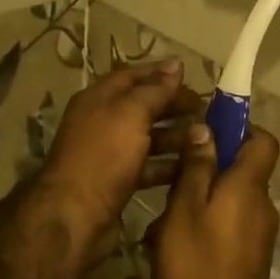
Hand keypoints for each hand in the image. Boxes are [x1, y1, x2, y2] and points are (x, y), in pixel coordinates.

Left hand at [37, 61, 200, 258]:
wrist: (75, 213)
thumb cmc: (103, 155)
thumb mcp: (131, 114)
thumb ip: (154, 90)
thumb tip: (175, 65)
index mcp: (99, 98)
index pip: (132, 75)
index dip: (160, 73)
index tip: (191, 75)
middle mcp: (102, 122)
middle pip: (141, 106)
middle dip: (172, 105)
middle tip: (205, 108)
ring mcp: (109, 153)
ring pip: (147, 137)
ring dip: (175, 136)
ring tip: (205, 136)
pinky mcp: (117, 181)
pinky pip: (147, 166)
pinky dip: (168, 165)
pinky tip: (191, 166)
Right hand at [148, 123, 279, 278]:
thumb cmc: (197, 261)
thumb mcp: (184, 208)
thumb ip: (196, 166)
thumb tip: (207, 128)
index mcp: (249, 185)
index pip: (264, 141)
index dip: (241, 130)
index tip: (210, 132)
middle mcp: (262, 204)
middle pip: (242, 171)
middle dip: (209, 170)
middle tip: (172, 182)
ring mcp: (260, 233)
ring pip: (230, 200)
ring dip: (202, 202)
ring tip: (165, 221)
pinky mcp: (252, 256)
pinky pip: (230, 225)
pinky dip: (208, 226)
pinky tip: (176, 245)